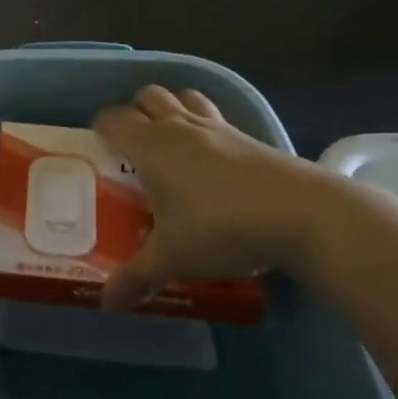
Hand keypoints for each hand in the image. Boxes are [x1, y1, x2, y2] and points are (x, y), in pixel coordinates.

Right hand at [93, 85, 330, 310]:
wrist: (299, 213)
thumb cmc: (220, 228)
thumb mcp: (173, 258)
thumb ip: (137, 277)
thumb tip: (107, 303)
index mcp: (151, 145)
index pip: (115, 118)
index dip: (102, 126)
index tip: (98, 145)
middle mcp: (179, 126)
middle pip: (149, 95)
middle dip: (136, 111)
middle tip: (133, 145)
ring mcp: (217, 127)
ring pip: (184, 98)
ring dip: (172, 109)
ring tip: (171, 141)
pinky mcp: (249, 136)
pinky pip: (215, 117)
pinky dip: (205, 127)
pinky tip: (212, 160)